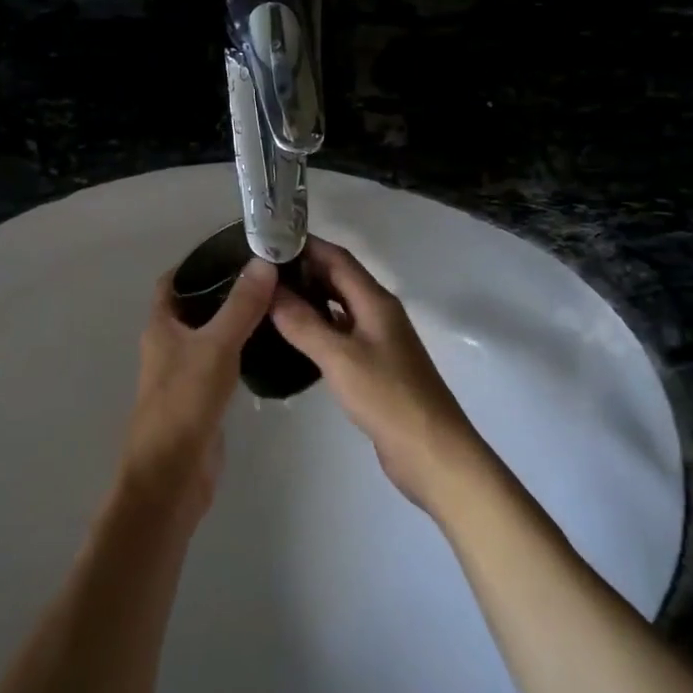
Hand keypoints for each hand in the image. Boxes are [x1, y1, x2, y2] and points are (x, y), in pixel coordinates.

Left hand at [119, 257, 276, 521]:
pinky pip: (222, 362)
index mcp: (161, 326)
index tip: (236, 249)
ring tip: (276, 302)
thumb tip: (264, 262)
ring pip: (210, 335)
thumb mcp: (216, 347)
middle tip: (268, 274)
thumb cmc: (184, 403)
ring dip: (235, 319)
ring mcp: (184, 373)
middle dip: (225, 289)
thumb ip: (241, 306)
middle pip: (195, 306)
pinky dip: (241, 349)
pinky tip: (270, 345)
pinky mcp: (202, 398)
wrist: (171, 476)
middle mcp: (169, 345)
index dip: (198, 262)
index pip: (173, 281)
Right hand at [271, 238, 489, 511]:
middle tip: (261, 272)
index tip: (269, 241)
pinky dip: (319, 327)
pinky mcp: (375, 366)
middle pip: (339, 279)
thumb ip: (303, 323)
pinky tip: (295, 337)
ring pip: (340, 307)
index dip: (306, 245)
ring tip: (270, 298)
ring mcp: (379, 340)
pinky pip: (342, 334)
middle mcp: (379, 313)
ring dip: (310, 298)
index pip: (338, 258)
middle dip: (304, 270)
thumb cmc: (387, 397)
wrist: (432, 451)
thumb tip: (270, 289)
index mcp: (375, 301)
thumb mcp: (339, 357)